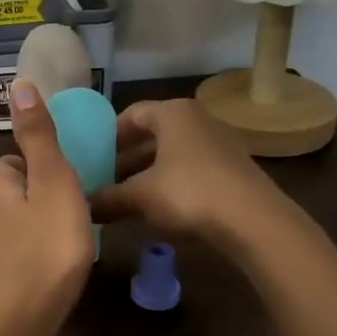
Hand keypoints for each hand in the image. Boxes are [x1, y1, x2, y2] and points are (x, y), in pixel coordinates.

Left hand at [0, 79, 94, 335]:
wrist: (18, 322)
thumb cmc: (44, 248)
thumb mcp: (52, 183)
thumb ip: (39, 137)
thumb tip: (19, 84)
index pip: (6, 161)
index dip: (32, 165)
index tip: (61, 180)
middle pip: (7, 192)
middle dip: (34, 196)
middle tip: (70, 211)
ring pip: (9, 224)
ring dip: (33, 226)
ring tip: (66, 240)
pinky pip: (12, 254)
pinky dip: (29, 254)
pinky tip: (51, 269)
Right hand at [92, 98, 287, 246]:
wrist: (255, 222)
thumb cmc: (189, 194)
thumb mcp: (140, 197)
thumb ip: (108, 198)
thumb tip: (81, 205)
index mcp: (173, 113)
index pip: (131, 114)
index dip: (107, 135)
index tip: (90, 157)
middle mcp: (198, 120)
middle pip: (152, 135)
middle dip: (126, 159)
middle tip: (102, 181)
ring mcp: (219, 144)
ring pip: (172, 154)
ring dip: (147, 174)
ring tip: (125, 198)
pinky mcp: (233, 170)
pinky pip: (191, 170)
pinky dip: (170, 184)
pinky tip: (158, 209)